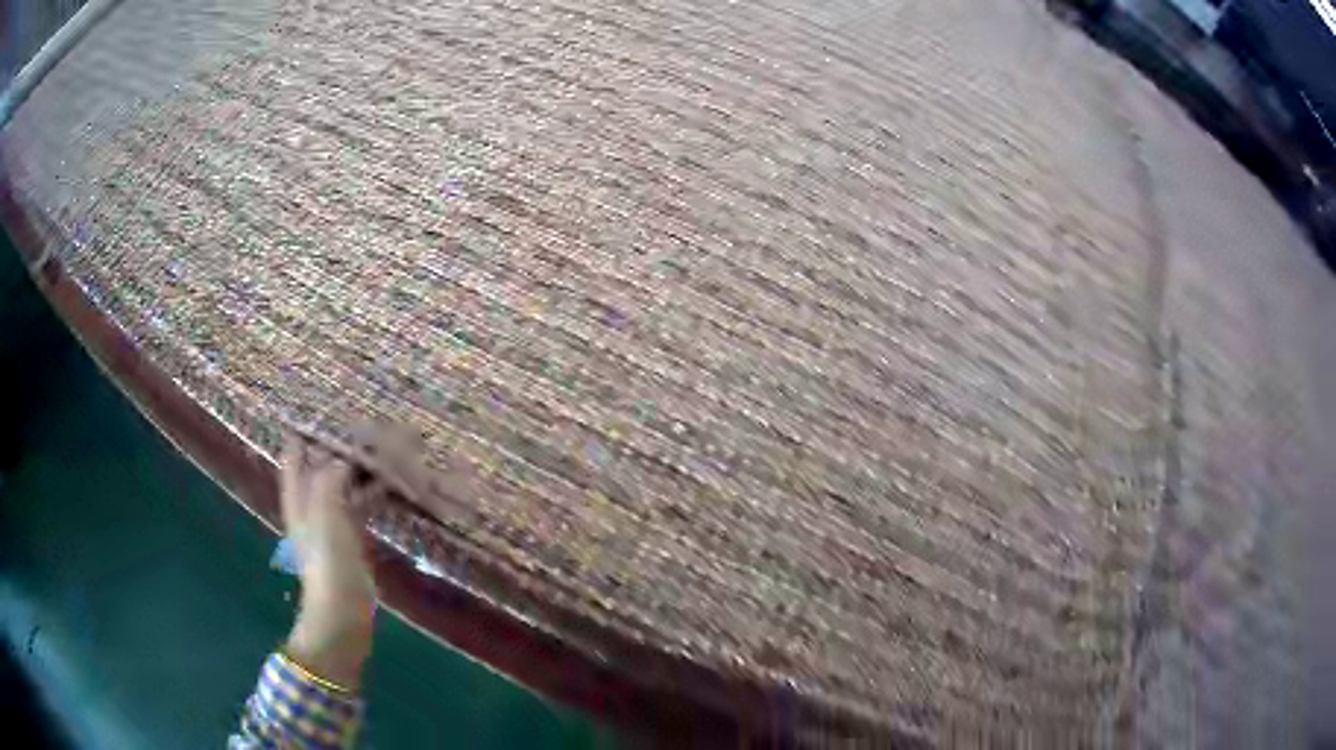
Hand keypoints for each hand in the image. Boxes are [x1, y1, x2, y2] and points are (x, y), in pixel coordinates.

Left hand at [280, 432, 375, 688]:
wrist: (341, 607)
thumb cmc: (327, 556)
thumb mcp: (326, 505)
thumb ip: (335, 471)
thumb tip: (353, 453)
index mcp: (298, 488)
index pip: (297, 445)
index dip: (311, 424)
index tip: (335, 407)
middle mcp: (312, 496)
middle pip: (325, 458)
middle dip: (345, 441)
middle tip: (374, 422)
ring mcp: (332, 516)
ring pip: (348, 478)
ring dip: (365, 464)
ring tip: (391, 445)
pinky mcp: (352, 533)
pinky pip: (364, 500)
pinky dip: (377, 488)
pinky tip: (396, 482)